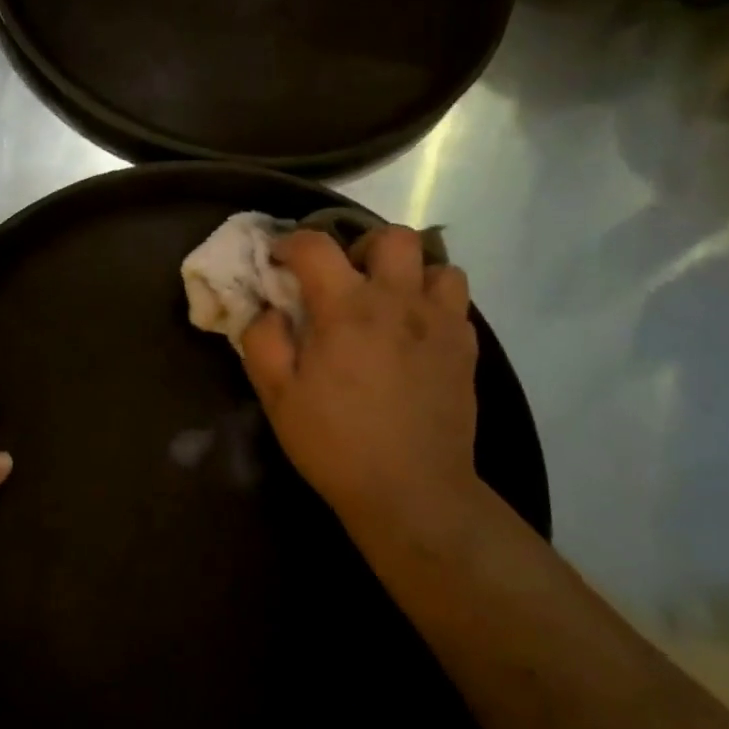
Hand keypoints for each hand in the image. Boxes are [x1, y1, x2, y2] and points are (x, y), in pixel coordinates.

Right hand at [241, 227, 481, 562]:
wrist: (412, 491)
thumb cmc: (335, 443)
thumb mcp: (276, 396)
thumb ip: (263, 340)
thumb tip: (268, 309)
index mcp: (346, 308)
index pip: (315, 245)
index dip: (290, 243)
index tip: (279, 260)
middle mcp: (398, 302)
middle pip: (393, 237)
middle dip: (363, 245)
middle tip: (347, 277)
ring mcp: (440, 323)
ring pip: (439, 265)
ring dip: (410, 273)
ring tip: (390, 302)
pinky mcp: (465, 349)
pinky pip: (456, 304)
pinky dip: (434, 305)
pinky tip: (416, 335)